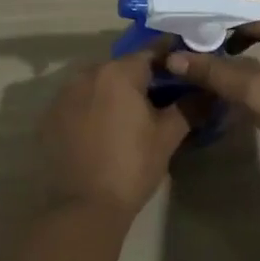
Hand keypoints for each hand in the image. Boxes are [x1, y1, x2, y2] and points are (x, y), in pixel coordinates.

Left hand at [39, 43, 189, 221]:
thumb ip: (189, 107)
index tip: (185, 69)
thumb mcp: (167, 136)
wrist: (82, 208)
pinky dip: (94, 107)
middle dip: (142, 77)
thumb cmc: (131, 166)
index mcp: (118, 72)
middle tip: (162, 96)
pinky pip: (79, 101)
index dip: (171, 59)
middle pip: (122, 67)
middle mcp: (88, 74)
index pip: (151, 52)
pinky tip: (104, 130)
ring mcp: (64, 94)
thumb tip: (209, 91)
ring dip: (115, 92)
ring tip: (132, 115)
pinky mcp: (50, 116)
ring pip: (99, 83)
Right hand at [163, 0, 259, 181]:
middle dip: (228, 21)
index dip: (219, 8)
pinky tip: (240, 65)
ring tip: (214, 52)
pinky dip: (258, 46)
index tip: (192, 26)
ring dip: (242, 34)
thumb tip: (174, 58)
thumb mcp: (257, 95)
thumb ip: (215, 72)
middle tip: (198, 39)